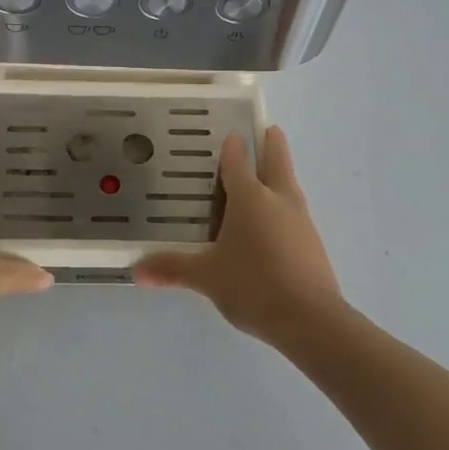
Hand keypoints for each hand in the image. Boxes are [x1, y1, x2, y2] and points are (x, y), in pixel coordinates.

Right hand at [132, 126, 344, 346]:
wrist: (310, 319)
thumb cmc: (253, 285)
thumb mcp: (206, 277)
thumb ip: (172, 269)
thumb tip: (136, 271)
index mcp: (250, 198)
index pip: (238, 161)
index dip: (232, 146)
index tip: (229, 132)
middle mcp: (278, 200)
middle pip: (277, 160)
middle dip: (271, 143)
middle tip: (267, 129)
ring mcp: (301, 220)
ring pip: (290, 184)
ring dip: (281, 173)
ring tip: (269, 173)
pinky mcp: (313, 242)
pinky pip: (296, 211)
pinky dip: (285, 204)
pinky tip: (275, 222)